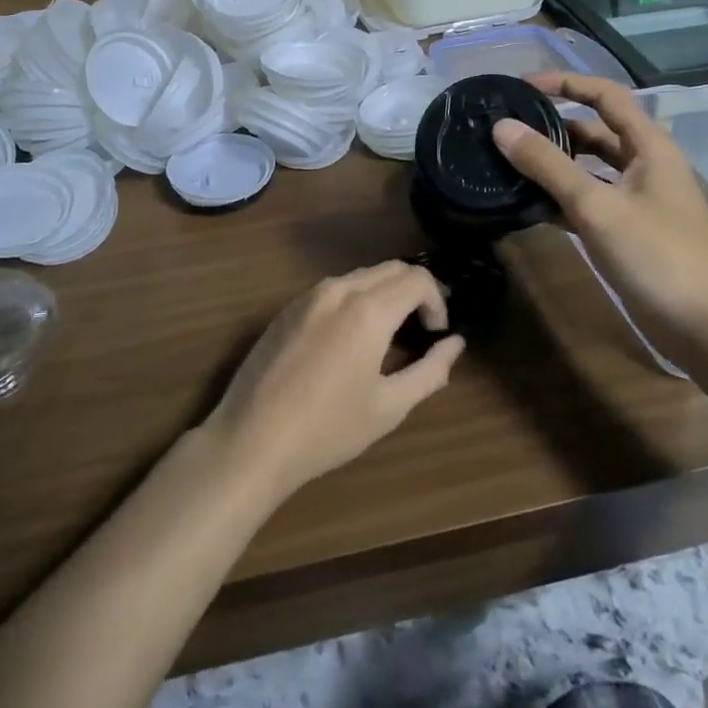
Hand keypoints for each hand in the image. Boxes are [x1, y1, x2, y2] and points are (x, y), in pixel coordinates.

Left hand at [201, 262, 464, 500]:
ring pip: (362, 275)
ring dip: (385, 294)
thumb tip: (455, 344)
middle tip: (420, 330)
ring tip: (388, 336)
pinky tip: (349, 339)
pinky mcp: (288, 307)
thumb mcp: (390, 407)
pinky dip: (355, 299)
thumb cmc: (328, 429)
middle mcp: (339, 289)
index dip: (438, 302)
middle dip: (414, 291)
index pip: (418, 279)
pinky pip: (334, 288)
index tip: (437, 334)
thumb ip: (431, 370)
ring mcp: (309, 295)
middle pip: (391, 268)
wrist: (252, 439)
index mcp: (368, 310)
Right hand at [493, 73, 707, 330]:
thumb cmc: (656, 256)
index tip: (521, 87)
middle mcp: (647, 165)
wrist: (707, 329)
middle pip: (596, 131)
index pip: (605, 95)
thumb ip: (548, 165)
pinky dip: (563, 198)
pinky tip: (530, 206)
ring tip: (509, 164)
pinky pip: (591, 201)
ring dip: (555, 164)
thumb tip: (502, 127)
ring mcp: (640, 200)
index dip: (566, 83)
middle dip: (554, 126)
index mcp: (649, 146)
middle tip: (508, 129)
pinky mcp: (632, 232)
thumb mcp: (596, 206)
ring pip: (591, 169)